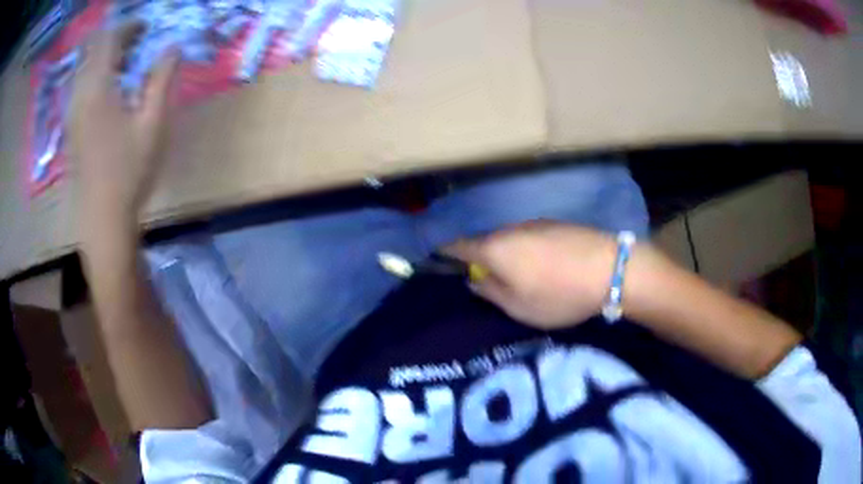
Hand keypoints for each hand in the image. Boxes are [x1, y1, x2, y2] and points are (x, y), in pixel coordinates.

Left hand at [68, 26, 178, 219]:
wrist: (102, 219)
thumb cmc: (129, 173)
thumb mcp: (153, 123)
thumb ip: (162, 79)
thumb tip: (172, 47)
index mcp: (97, 88)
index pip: (108, 39)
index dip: (128, 27)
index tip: (146, 29)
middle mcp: (79, 95)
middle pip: (91, 50)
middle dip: (114, 39)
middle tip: (136, 44)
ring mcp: (72, 113)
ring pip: (83, 68)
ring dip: (103, 58)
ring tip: (124, 66)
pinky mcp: (70, 128)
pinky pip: (79, 87)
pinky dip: (95, 76)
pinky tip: (109, 91)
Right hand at [444, 221, 624, 329]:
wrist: (610, 268)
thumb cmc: (559, 294)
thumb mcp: (519, 307)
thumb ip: (491, 292)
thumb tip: (474, 281)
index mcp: (495, 249)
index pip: (458, 246)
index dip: (446, 254)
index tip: (439, 261)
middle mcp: (510, 229)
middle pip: (485, 241)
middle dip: (480, 258)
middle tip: (487, 280)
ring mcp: (535, 223)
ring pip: (509, 238)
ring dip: (507, 253)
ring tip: (520, 275)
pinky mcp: (556, 224)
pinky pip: (530, 236)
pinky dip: (527, 249)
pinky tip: (544, 265)